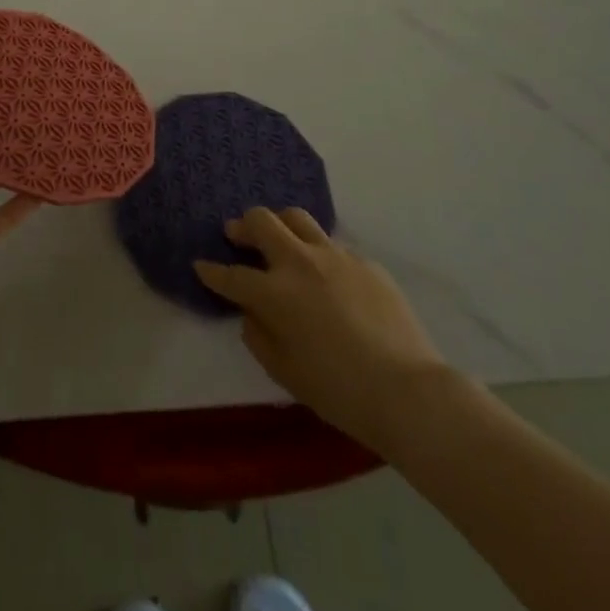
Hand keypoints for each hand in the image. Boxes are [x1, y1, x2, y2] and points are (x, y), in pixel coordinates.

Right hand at [194, 208, 449, 447]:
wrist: (409, 391)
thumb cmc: (339, 392)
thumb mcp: (284, 372)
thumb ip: (258, 336)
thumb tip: (253, 313)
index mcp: (275, 292)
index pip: (231, 275)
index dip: (211, 271)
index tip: (201, 265)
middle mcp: (300, 262)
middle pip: (261, 221)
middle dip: (242, 226)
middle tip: (236, 235)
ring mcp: (335, 256)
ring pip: (297, 218)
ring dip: (279, 224)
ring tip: (277, 239)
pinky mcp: (365, 261)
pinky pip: (332, 247)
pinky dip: (318, 254)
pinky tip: (326, 277)